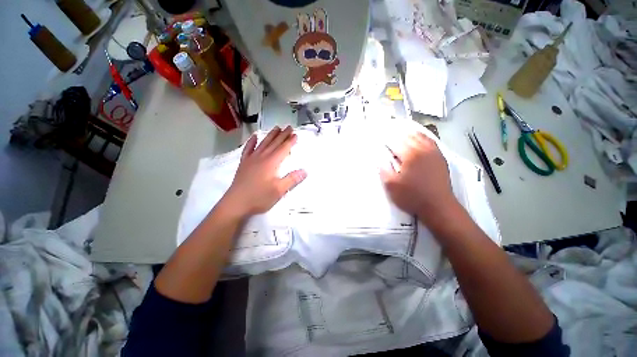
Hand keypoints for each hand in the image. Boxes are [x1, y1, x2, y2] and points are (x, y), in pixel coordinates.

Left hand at [222, 126, 306, 217]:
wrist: (236, 203)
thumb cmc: (259, 197)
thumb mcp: (279, 191)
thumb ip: (292, 180)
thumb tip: (305, 171)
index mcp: (271, 163)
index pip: (283, 149)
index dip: (290, 141)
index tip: (295, 134)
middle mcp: (261, 157)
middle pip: (274, 143)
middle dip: (282, 135)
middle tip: (289, 127)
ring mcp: (251, 159)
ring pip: (263, 143)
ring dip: (270, 135)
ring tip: (277, 128)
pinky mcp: (244, 163)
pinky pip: (248, 149)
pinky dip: (252, 142)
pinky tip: (255, 137)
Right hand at [380, 132, 457, 226]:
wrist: (438, 206)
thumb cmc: (412, 197)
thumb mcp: (391, 186)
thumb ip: (382, 169)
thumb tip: (376, 157)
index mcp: (410, 155)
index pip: (394, 141)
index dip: (384, 137)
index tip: (376, 134)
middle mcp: (422, 149)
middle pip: (407, 135)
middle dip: (395, 132)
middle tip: (385, 130)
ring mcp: (433, 152)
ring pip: (419, 135)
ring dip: (408, 132)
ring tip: (399, 129)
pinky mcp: (440, 157)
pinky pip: (430, 140)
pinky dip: (421, 136)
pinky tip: (417, 136)